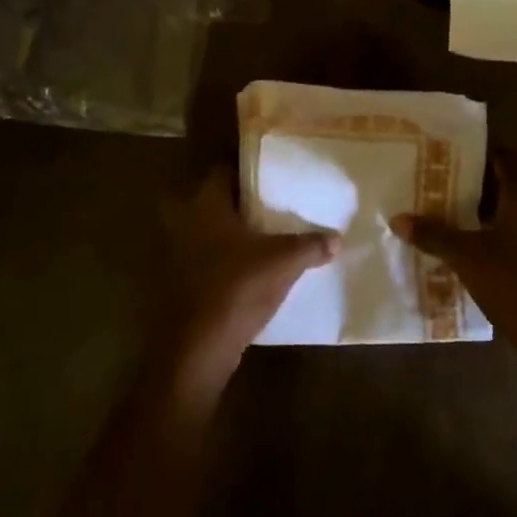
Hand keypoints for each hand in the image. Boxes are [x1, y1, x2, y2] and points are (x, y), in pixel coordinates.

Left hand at [163, 169, 337, 387]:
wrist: (199, 347)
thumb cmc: (237, 287)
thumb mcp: (283, 263)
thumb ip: (310, 246)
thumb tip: (337, 238)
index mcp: (206, 205)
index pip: (222, 172)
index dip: (245, 169)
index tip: (269, 173)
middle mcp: (186, 222)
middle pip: (211, 200)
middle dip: (235, 202)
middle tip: (265, 204)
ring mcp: (178, 254)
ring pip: (206, 231)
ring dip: (228, 232)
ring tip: (263, 235)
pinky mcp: (181, 282)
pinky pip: (205, 258)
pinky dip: (223, 259)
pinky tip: (249, 268)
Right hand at [390, 153, 516, 361]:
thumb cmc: (514, 282)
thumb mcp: (465, 256)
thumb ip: (433, 234)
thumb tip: (398, 219)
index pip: (504, 158)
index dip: (478, 157)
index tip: (450, 163)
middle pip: (510, 187)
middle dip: (479, 192)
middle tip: (445, 197)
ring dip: (493, 220)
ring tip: (459, 229)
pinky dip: (508, 242)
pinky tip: (484, 259)